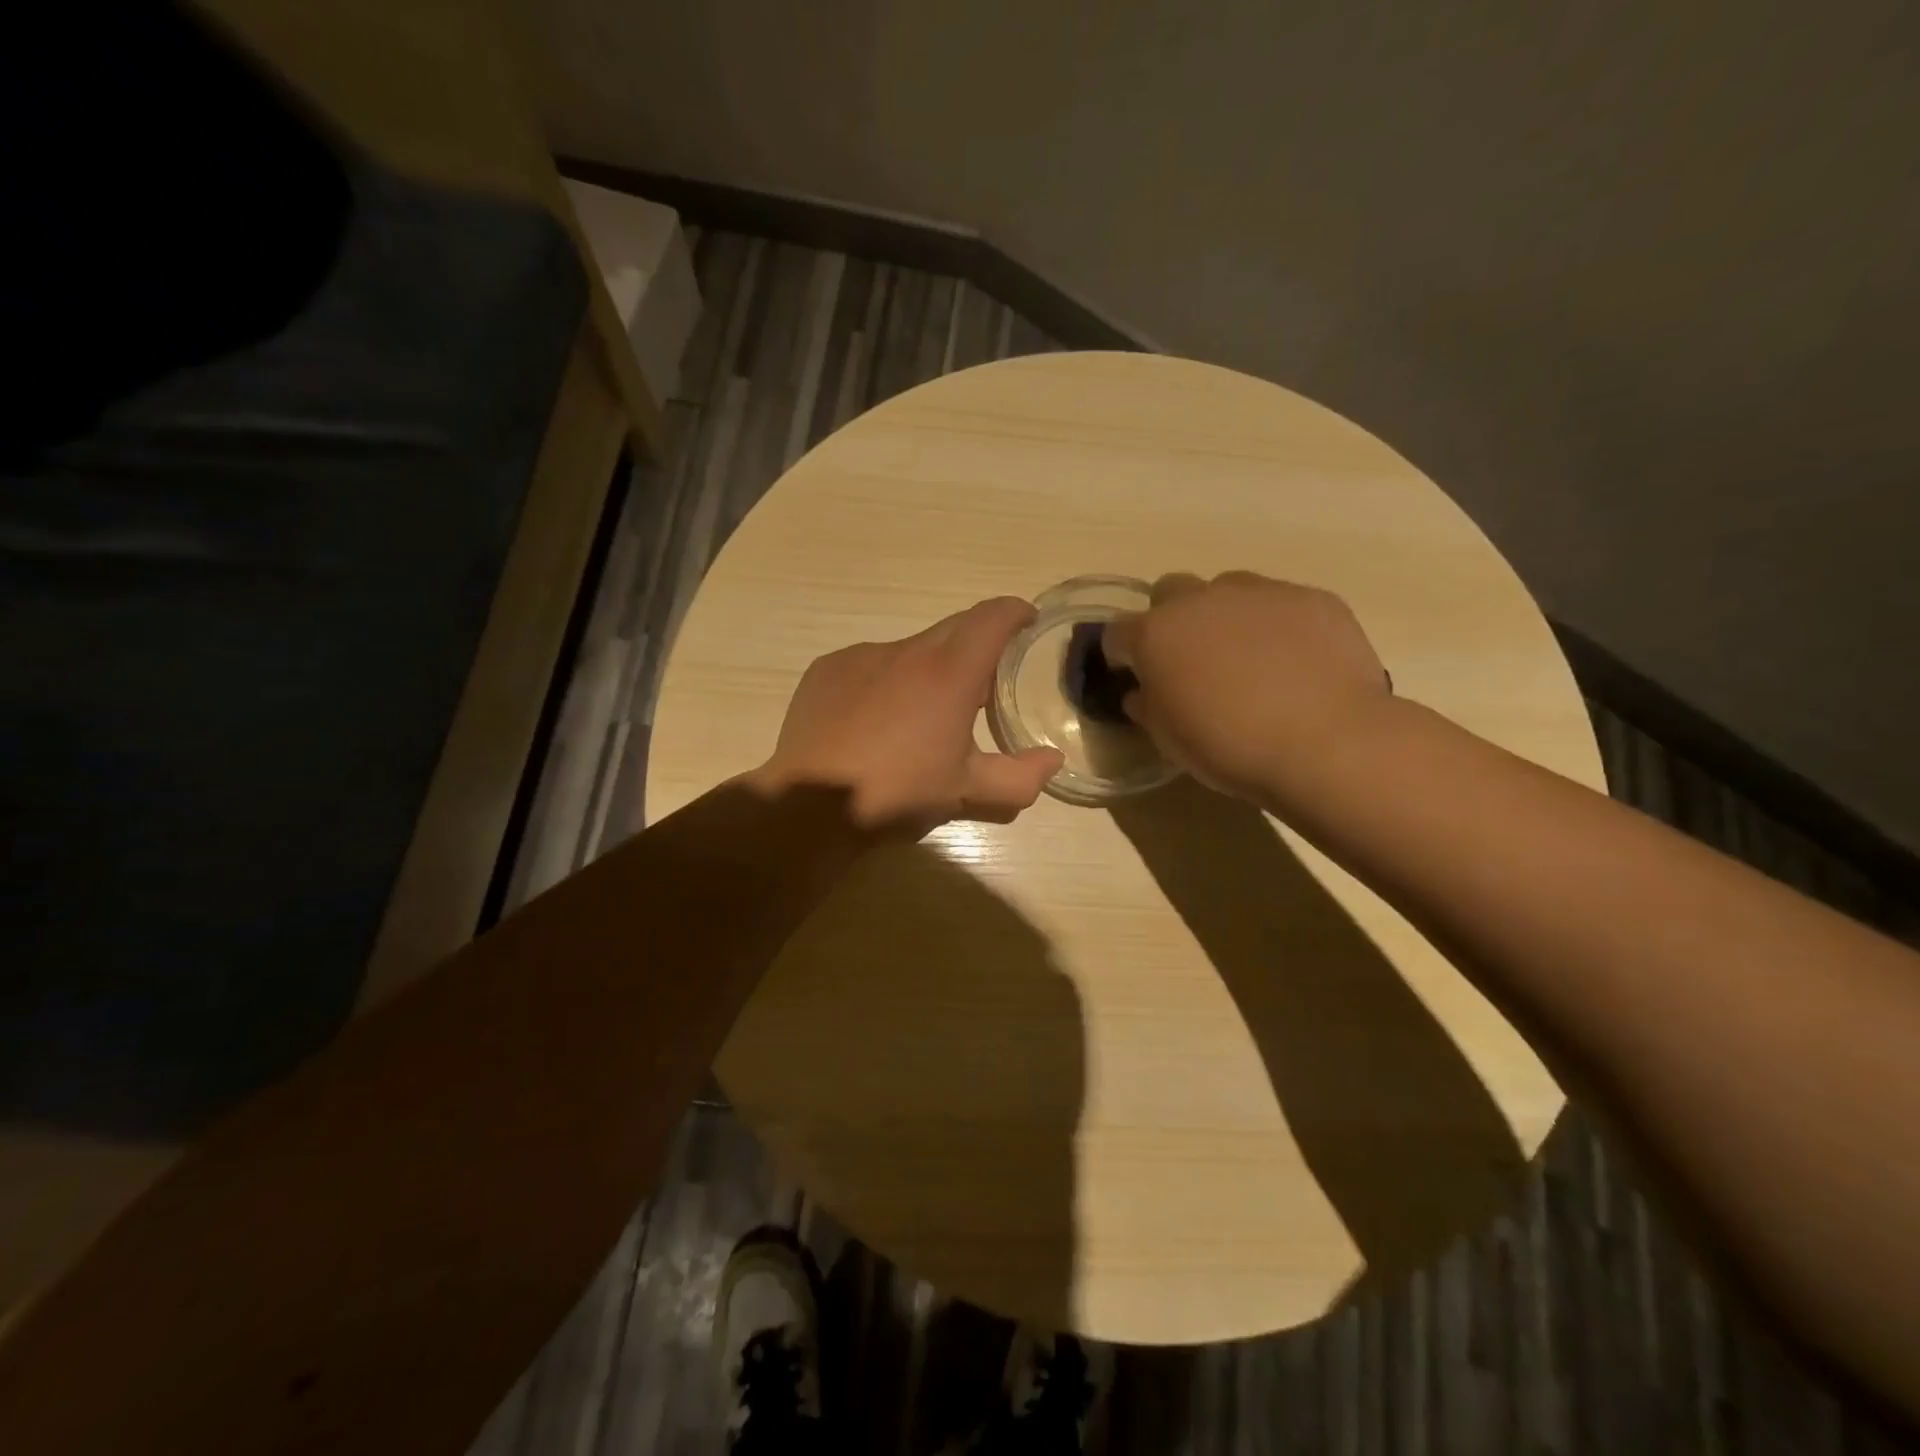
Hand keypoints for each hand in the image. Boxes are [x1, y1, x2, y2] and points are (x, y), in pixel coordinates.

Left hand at [750, 597, 1065, 836]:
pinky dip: (885, 681)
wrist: (810, 804)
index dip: (1015, 612)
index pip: (992, 618)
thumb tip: (1052, 760)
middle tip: (981, 685)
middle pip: (954, 627)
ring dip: (927, 669)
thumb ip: (1020, 778)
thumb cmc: (898, 792)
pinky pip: (870, 664)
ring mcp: (862, 655)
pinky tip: (874, 721)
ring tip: (920, 715)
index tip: (1026, 622)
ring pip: (910, 648)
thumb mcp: (966, 792)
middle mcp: (907, 650)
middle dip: (975, 645)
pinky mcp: (828, 668)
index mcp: (950, 672)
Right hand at [1102, 572, 1392, 806]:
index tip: (1135, 678)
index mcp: (1156, 634)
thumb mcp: (1170, 739)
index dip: (1122, 656)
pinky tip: (1296, 663)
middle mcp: (1201, 600)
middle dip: (1171, 620)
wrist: (1327, 742)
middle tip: (1190, 661)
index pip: (1117, 632)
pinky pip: (1280, 604)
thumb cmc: (1230, 747)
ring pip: (1227, 591)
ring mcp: (1259, 592)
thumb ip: (1148, 706)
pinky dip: (1276, 626)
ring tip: (1249, 659)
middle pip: (1169, 592)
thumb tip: (1143, 692)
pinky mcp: (1311, 598)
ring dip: (1224, 617)